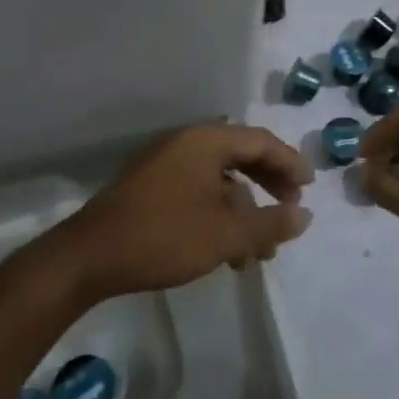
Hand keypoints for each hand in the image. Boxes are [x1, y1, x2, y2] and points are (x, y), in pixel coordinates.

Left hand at [52, 125, 313, 300]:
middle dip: (270, 185)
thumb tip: (305, 216)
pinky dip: (219, 215)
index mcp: (206, 141)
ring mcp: (165, 164)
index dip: (290, 163)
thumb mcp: (226, 234)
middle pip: (241, 156)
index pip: (260, 142)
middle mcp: (187, 144)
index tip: (310, 188)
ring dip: (245, 210)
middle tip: (291, 209)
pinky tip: (227, 253)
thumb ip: (270, 223)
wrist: (89, 257)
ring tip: (260, 251)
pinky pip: (198, 192)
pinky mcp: (151, 188)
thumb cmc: (164, 236)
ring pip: (220, 180)